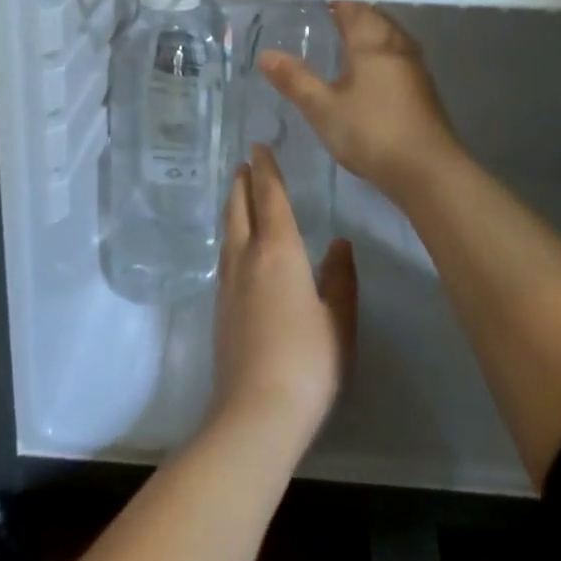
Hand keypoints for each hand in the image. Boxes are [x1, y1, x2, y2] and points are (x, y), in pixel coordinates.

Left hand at [210, 147, 356, 454]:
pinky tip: (235, 249)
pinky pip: (225, 256)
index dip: (266, 171)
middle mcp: (247, 258)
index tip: (259, 147)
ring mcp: (228, 284)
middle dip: (243, 183)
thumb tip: (340, 242)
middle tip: (244, 163)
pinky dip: (230, 236)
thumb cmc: (308, 362)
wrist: (255, 412)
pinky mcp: (220, 309)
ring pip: (228, 231)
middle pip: (240, 209)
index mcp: (278, 251)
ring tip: (237, 195)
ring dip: (233, 207)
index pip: (270, 198)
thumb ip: (340, 278)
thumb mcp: (338, 319)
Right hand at [258, 2, 463, 199]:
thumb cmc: (371, 131)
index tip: (313, 6)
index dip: (334, 2)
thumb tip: (266, 54)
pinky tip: (368, 76)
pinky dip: (381, 56)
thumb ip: (295, 79)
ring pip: (389, 37)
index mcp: (371, 41)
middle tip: (325, 23)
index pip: (352, 7)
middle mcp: (397, 44)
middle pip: (374, 18)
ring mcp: (415, 66)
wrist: (428, 170)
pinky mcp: (424, 88)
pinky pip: (398, 57)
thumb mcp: (323, 108)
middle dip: (352, 16)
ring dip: (369, 35)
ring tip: (344, 47)